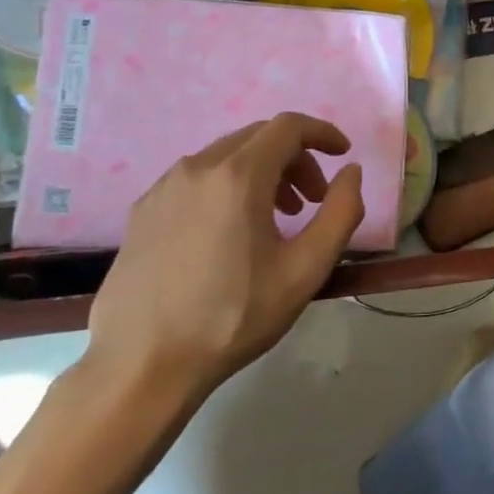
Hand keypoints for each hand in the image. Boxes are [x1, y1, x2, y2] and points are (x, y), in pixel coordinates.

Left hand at [83, 114, 364, 416]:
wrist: (142, 366)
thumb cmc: (233, 317)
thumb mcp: (305, 270)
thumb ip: (340, 212)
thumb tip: (351, 172)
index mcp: (238, 176)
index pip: (288, 127)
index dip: (322, 133)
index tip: (342, 154)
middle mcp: (197, 168)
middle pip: (257, 138)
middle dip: (295, 158)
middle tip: (312, 199)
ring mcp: (163, 188)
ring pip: (225, 156)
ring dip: (262, 172)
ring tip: (276, 218)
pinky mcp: (142, 211)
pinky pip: (196, 179)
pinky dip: (227, 187)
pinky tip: (230, 232)